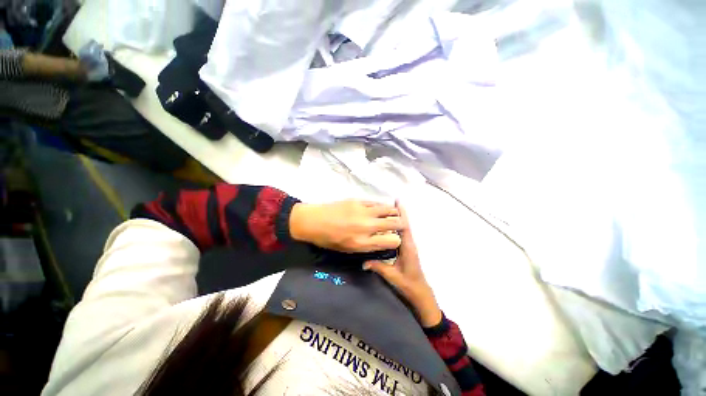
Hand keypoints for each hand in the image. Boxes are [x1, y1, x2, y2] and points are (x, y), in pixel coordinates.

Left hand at [289, 200, 402, 252]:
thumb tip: (383, 239)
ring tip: (392, 215)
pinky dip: (381, 206)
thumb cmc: (329, 240)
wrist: (313, 221)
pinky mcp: (359, 200)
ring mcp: (364, 211)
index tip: (393, 239)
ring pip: (388, 209)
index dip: (396, 240)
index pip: (393, 240)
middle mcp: (367, 226)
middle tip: (399, 225)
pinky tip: (378, 209)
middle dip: (401, 224)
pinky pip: (376, 203)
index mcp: (363, 242)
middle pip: (396, 222)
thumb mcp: (349, 249)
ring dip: (393, 213)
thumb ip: (369, 246)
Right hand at [363, 202, 441, 326]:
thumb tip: (363, 262)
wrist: (420, 293)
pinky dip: (398, 227)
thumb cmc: (408, 284)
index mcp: (408, 248)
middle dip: (400, 213)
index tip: (397, 202)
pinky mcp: (408, 250)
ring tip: (389, 211)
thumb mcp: (392, 276)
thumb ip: (378, 267)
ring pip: (404, 229)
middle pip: (405, 225)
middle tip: (391, 202)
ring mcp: (409, 247)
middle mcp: (410, 245)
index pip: (404, 228)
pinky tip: (390, 226)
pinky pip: (403, 235)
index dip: (401, 215)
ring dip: (399, 219)